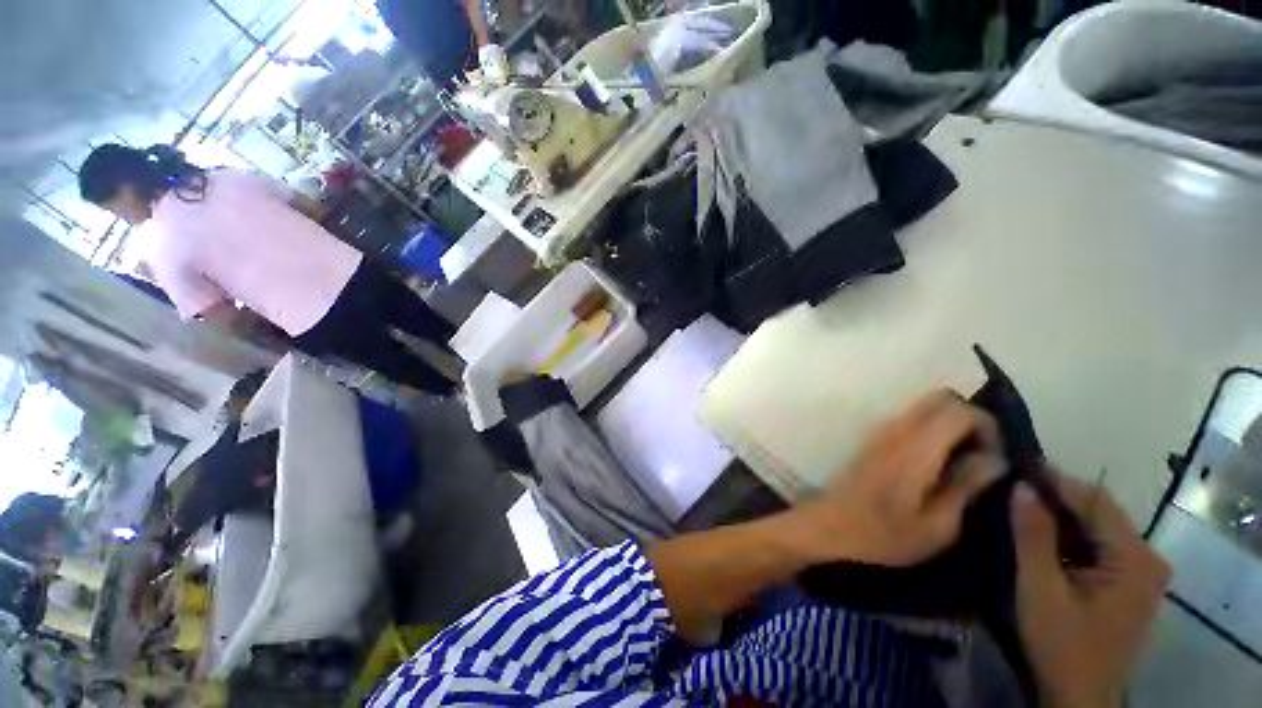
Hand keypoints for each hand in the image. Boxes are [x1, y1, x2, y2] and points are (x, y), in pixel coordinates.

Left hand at [796, 390, 1005, 565]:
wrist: (831, 525)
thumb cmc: (884, 534)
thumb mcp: (937, 525)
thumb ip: (966, 485)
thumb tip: (995, 458)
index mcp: (915, 448)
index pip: (959, 409)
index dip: (988, 427)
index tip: (995, 459)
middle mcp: (895, 429)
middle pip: (941, 398)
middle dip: (971, 420)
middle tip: (982, 456)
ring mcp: (881, 430)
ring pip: (925, 407)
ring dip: (951, 425)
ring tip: (963, 462)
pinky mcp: (874, 438)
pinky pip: (911, 420)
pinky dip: (933, 430)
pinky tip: (938, 463)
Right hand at [1011, 474, 1170, 707]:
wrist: (1079, 698)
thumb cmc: (1062, 645)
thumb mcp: (1041, 589)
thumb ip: (1033, 536)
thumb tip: (1021, 486)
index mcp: (1135, 560)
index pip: (1097, 502)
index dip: (1056, 481)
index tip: (1016, 468)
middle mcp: (1147, 560)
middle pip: (1100, 514)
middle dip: (1056, 500)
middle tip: (1012, 488)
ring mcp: (1140, 574)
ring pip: (1098, 529)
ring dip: (1061, 518)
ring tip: (1020, 508)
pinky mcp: (1129, 585)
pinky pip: (1098, 548)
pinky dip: (1069, 538)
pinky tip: (1042, 538)